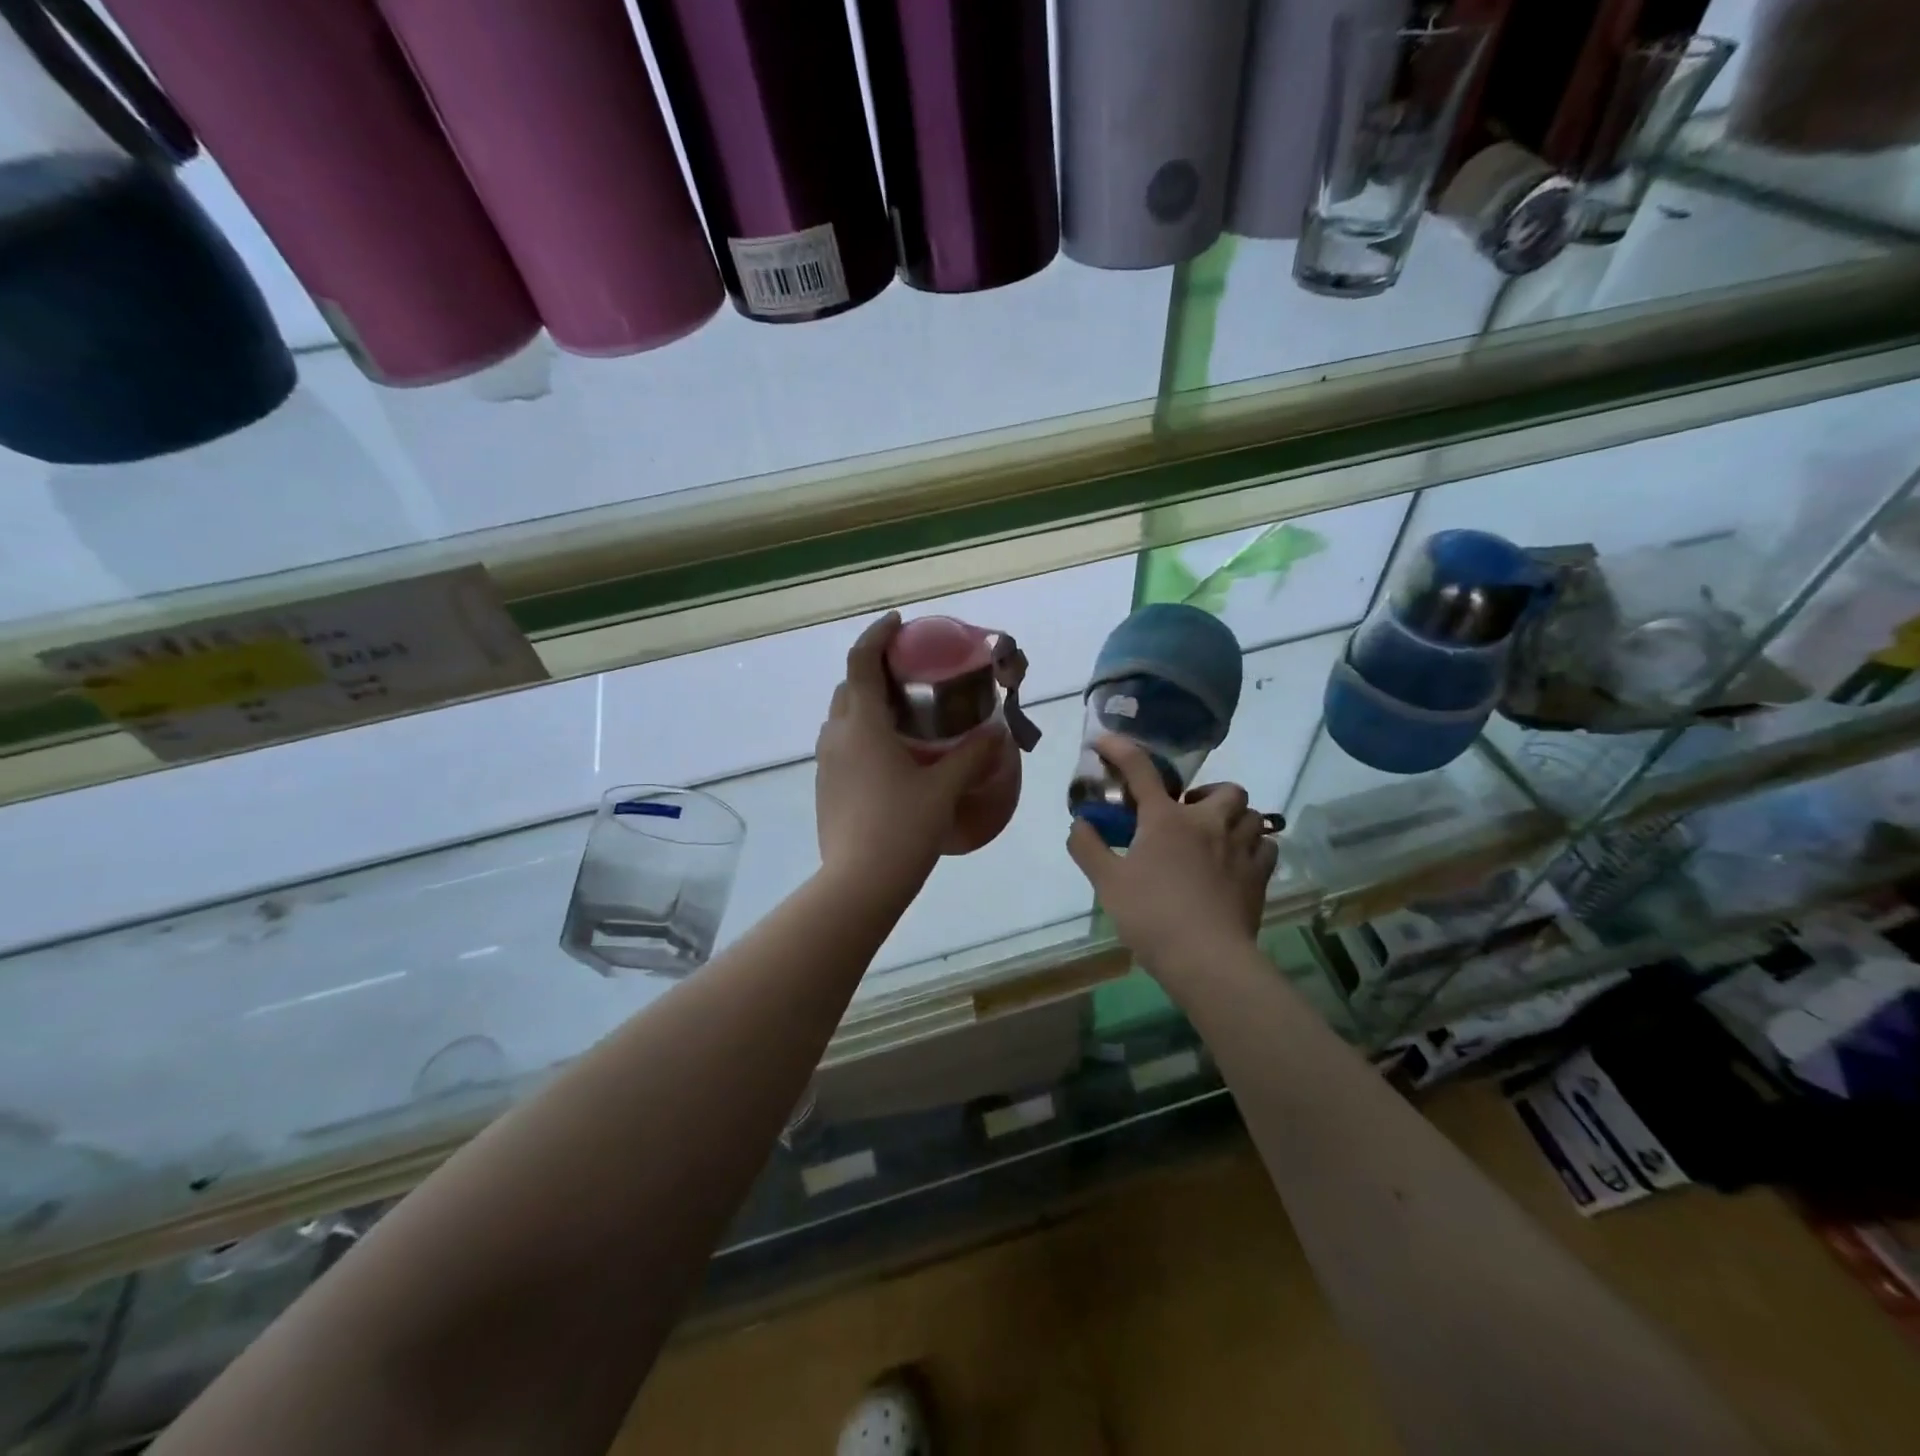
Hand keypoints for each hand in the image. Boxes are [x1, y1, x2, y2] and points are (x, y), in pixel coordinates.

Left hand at [814, 612, 1000, 901]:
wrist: (858, 885)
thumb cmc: (902, 828)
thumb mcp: (944, 789)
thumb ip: (972, 755)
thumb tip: (998, 731)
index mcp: (862, 725)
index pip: (861, 661)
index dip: (877, 635)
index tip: (898, 622)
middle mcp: (837, 736)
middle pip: (848, 687)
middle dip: (873, 669)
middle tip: (910, 674)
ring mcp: (826, 763)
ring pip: (842, 716)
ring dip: (866, 703)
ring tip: (903, 714)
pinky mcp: (826, 787)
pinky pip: (842, 744)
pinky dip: (862, 733)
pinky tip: (891, 756)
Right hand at [1067, 734, 1277, 983]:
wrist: (1205, 958)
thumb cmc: (1151, 915)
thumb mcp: (1107, 882)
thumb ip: (1088, 847)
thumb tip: (1079, 823)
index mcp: (1166, 819)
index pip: (1140, 769)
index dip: (1119, 749)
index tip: (1103, 741)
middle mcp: (1208, 823)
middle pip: (1224, 789)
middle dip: (1207, 794)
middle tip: (1187, 813)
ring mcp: (1240, 848)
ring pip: (1252, 814)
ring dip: (1234, 818)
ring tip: (1217, 835)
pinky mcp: (1259, 876)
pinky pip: (1266, 846)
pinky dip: (1254, 846)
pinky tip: (1239, 861)